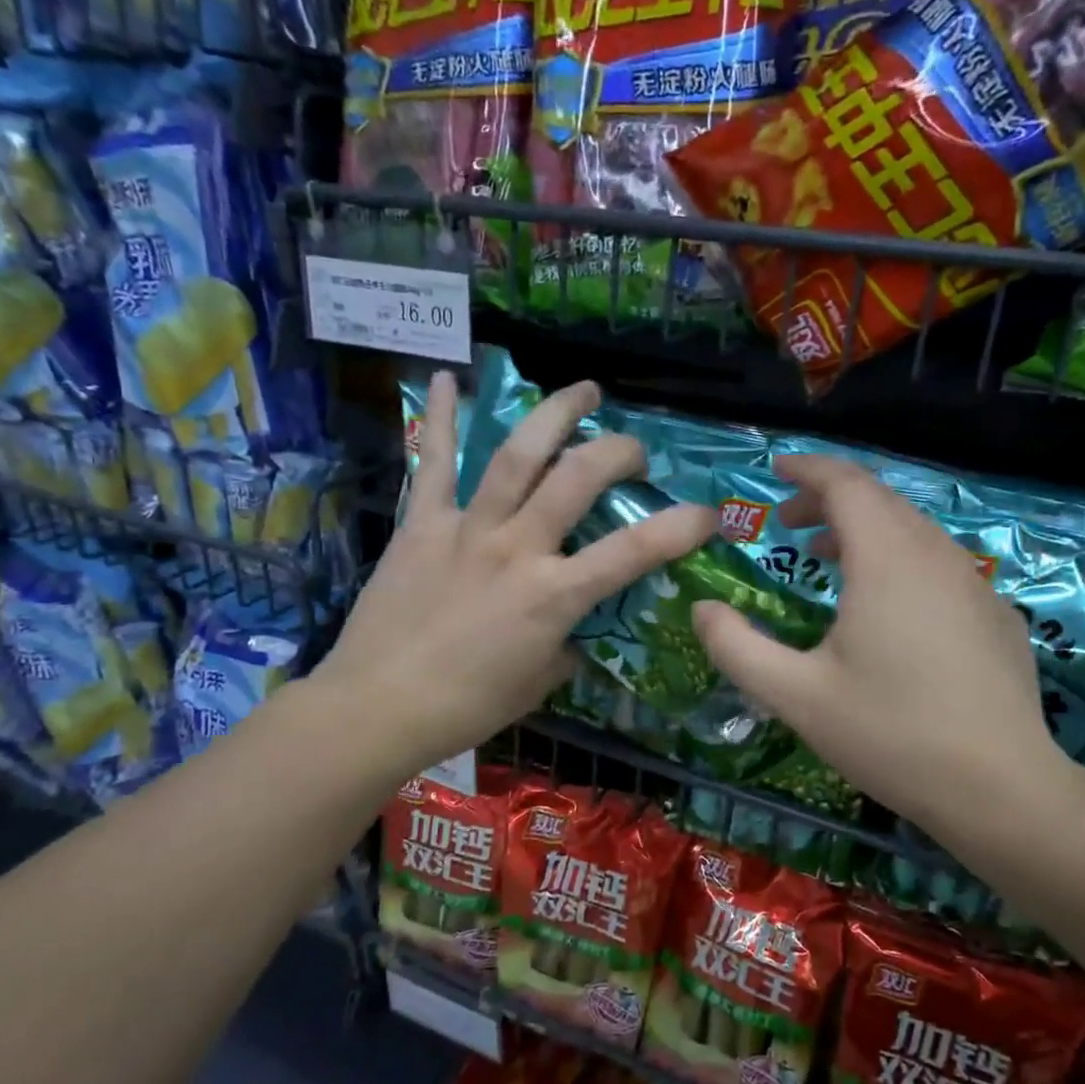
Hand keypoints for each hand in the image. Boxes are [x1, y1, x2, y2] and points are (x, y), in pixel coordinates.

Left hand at [309, 372, 714, 784]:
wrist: (377, 707)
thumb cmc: (467, 706)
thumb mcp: (539, 683)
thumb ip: (566, 644)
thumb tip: (573, 625)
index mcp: (553, 596)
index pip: (633, 551)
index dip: (680, 527)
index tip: (708, 512)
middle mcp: (517, 549)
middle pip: (577, 478)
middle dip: (617, 451)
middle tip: (633, 448)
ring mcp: (467, 529)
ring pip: (517, 456)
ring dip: (554, 415)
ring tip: (582, 390)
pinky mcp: (421, 524)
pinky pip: (433, 463)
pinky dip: (439, 418)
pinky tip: (443, 376)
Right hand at [691, 454, 1066, 829]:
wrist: (1001, 789)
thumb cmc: (890, 734)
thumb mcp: (795, 696)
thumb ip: (736, 648)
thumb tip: (702, 610)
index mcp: (887, 560)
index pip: (845, 484)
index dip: (807, 469)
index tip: (775, 471)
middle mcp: (935, 555)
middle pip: (879, 500)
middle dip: (829, 500)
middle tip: (788, 522)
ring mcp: (975, 584)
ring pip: (913, 530)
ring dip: (865, 530)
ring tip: (827, 558)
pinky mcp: (997, 615)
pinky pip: (940, 563)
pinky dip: (901, 559)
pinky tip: (888, 606)